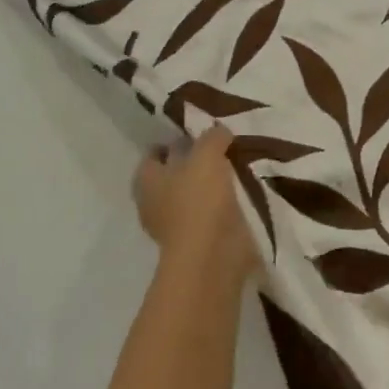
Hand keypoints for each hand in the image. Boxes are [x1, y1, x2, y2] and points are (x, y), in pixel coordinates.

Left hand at [132, 126, 257, 280]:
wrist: (213, 257)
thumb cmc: (199, 200)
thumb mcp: (207, 155)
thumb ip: (212, 138)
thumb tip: (218, 131)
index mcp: (147, 180)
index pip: (153, 153)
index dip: (171, 141)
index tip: (196, 132)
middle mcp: (154, 202)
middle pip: (173, 175)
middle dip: (192, 163)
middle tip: (219, 149)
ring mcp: (175, 226)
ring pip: (192, 196)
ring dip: (209, 186)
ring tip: (235, 169)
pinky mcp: (197, 242)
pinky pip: (209, 215)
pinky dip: (221, 207)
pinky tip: (241, 194)